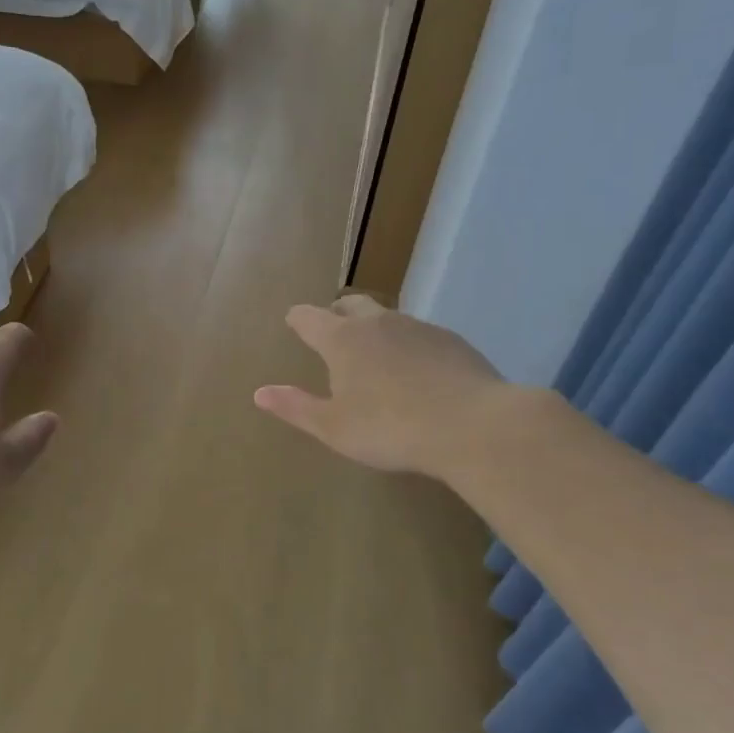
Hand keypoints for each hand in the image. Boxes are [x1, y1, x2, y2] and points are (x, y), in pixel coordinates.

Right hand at [255, 295, 507, 480]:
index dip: (298, 319)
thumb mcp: (334, 428)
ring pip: (388, 317)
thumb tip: (259, 393)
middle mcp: (378, 323)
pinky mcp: (451, 341)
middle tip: (333, 327)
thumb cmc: (390, 429)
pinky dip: (408, 345)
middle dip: (337, 311)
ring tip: (376, 353)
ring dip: (375, 328)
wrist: (473, 426)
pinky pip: (419, 335)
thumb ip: (296, 408)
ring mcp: (418, 327)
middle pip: (351, 303)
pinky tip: (417, 372)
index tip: (293, 320)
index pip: (310, 318)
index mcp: (342, 340)